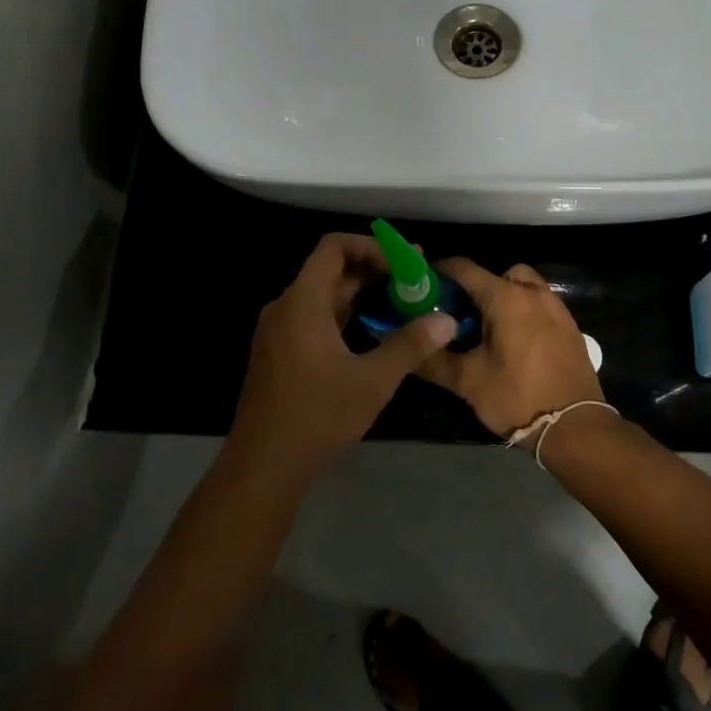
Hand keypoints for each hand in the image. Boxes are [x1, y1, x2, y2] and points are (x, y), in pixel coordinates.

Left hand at [229, 234, 456, 479]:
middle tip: (414, 280)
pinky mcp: (279, 352)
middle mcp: (286, 307)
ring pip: (323, 297)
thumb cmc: (318, 415)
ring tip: (401, 304)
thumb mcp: (372, 380)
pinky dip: (344, 316)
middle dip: (373, 271)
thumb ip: (409, 345)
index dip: (371, 246)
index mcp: (303, 301)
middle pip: (330, 271)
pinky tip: (372, 333)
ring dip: (360, 295)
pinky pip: (313, 318)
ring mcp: (278, 331)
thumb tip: (447, 321)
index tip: (404, 263)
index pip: (334, 247)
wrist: (264, 464)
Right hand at [416, 260, 603, 437]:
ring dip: (503, 297)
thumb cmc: (517, 398)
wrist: (575, 427)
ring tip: (488, 328)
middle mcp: (533, 293)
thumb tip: (406, 348)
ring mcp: (557, 309)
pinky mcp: (570, 327)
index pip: (464, 269)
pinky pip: (540, 305)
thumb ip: (432, 360)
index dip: (439, 272)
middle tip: (460, 313)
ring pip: (523, 286)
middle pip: (498, 274)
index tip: (422, 285)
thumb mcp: (466, 381)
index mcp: (506, 298)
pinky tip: (514, 343)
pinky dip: (523, 312)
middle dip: (476, 287)